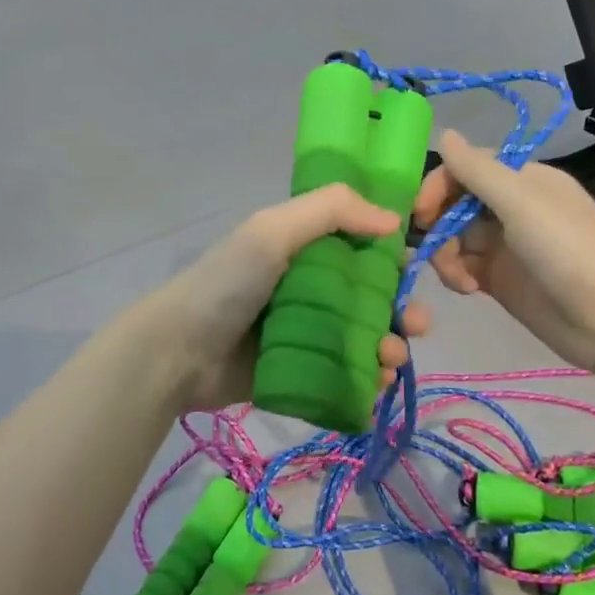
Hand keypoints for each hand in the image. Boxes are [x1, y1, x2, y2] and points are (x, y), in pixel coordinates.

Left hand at [155, 184, 430, 411]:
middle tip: (416, 325)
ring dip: (392, 346)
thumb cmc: (227, 284)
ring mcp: (309, 335)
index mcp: (305, 251)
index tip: (416, 271)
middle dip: (403, 309)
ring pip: (367, 338)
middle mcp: (312, 290)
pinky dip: (370, 379)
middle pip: (374, 298)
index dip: (394, 258)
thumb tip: (393, 218)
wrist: (178, 353)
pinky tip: (377, 384)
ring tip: (392, 360)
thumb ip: (331, 210)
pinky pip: (348, 375)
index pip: (363, 249)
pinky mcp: (304, 373)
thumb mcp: (272, 230)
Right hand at [413, 130, 594, 371]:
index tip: (419, 212)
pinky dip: (457, 276)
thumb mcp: (522, 202)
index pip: (466, 169)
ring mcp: (505, 246)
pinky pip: (463, 268)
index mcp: (522, 181)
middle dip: (437, 224)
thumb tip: (444, 133)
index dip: (438, 186)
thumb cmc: (569, 251)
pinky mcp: (501, 281)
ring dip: (445, 254)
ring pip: (454, 239)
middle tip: (430, 249)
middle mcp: (511, 208)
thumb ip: (478, 170)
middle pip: (455, 205)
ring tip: (457, 278)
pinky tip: (468, 289)